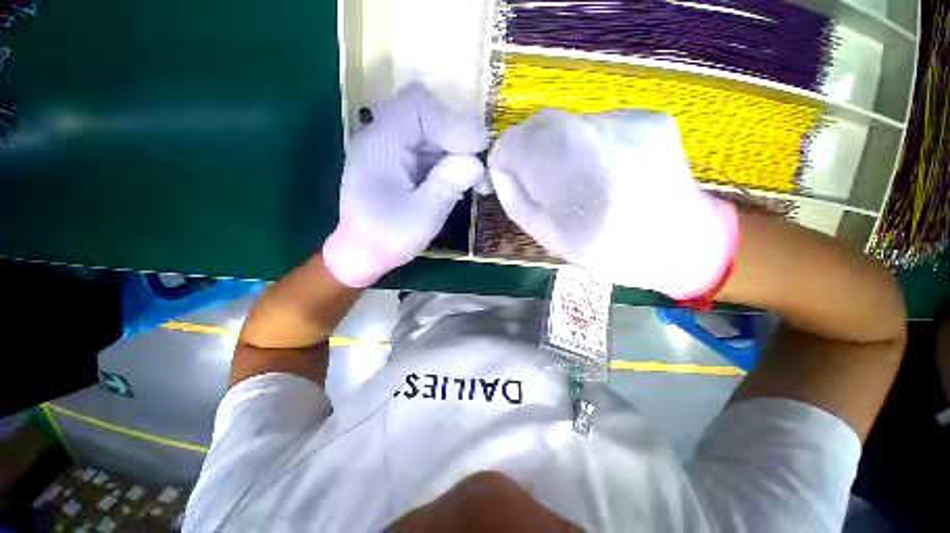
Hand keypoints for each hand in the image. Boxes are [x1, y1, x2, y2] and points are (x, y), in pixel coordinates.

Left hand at [323, 84, 488, 286]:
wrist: (362, 253)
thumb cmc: (388, 237)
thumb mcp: (424, 215)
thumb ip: (449, 183)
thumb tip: (477, 162)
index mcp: (382, 143)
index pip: (419, 106)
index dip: (454, 122)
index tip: (479, 149)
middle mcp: (382, 137)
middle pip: (427, 115)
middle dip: (457, 137)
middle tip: (478, 166)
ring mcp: (389, 149)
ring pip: (430, 132)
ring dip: (455, 150)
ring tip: (473, 178)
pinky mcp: (396, 162)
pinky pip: (426, 149)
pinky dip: (446, 161)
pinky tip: (457, 180)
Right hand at [488, 109, 737, 298]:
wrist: (679, 243)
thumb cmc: (604, 249)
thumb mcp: (545, 234)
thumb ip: (515, 198)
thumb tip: (501, 169)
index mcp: (569, 175)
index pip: (516, 143)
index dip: (505, 157)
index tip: (506, 174)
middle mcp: (598, 136)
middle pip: (541, 124)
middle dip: (529, 149)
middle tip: (537, 178)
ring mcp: (628, 121)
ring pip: (568, 122)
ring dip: (557, 146)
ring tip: (575, 178)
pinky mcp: (649, 117)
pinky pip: (597, 123)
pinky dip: (586, 143)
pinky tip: (603, 169)